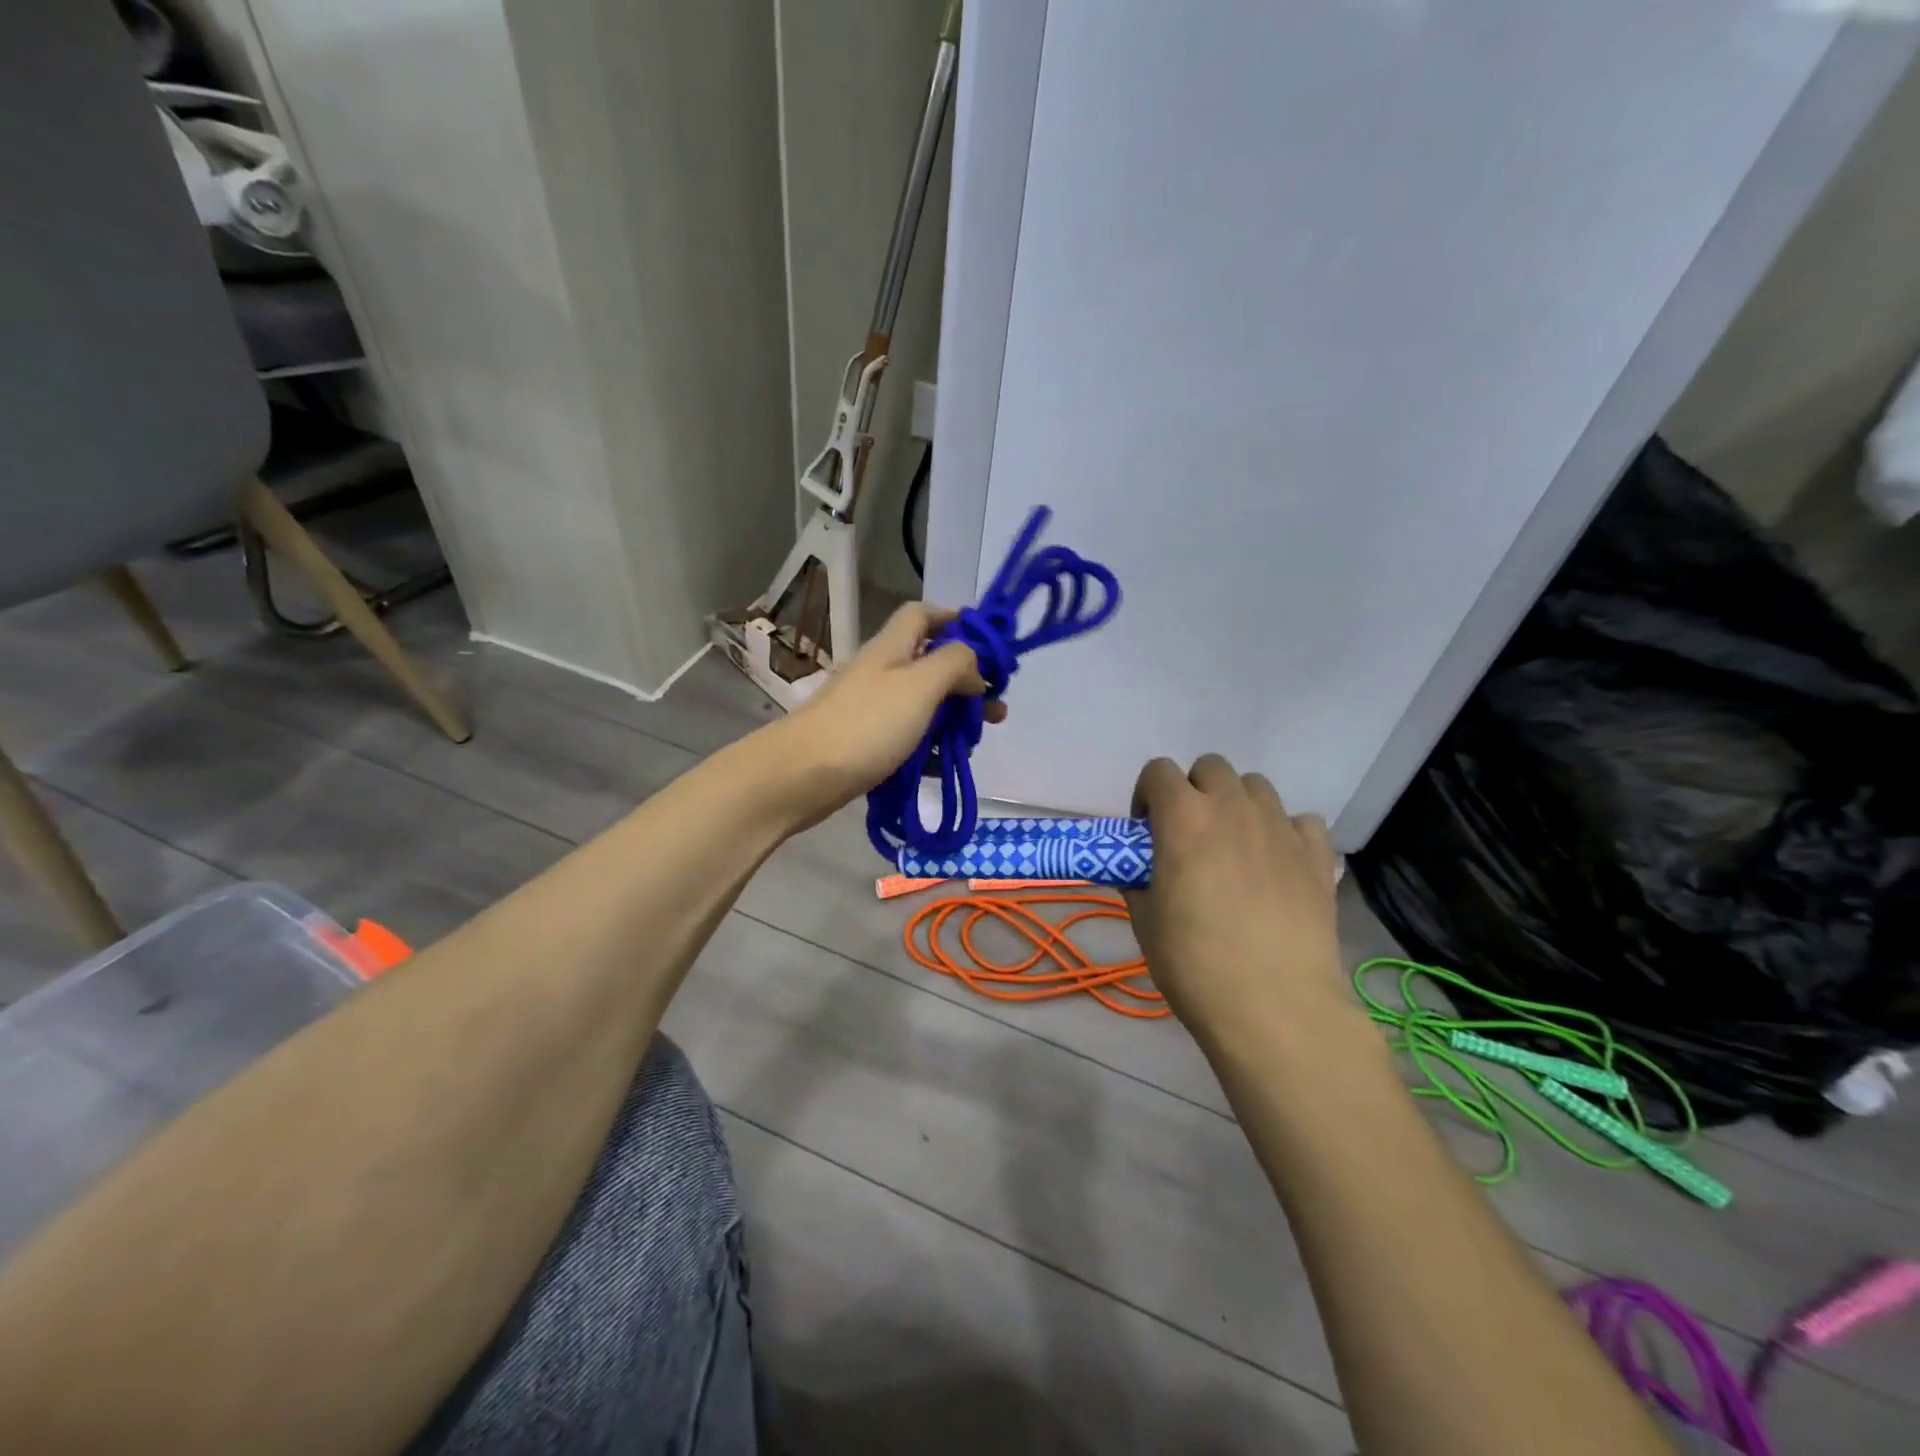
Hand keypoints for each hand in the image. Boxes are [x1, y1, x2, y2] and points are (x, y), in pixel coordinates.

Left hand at [774, 603, 1007, 824]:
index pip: (924, 615)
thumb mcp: (921, 684)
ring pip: (922, 705)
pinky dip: (929, 748)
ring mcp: (871, 709)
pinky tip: (944, 766)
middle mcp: (882, 672)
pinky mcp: (866, 743)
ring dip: (952, 718)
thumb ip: (955, 663)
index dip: (956, 621)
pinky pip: (907, 738)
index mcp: (892, 648)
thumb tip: (974, 667)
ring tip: (974, 741)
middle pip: (931, 664)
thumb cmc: (866, 724)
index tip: (989, 647)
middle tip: (995, 709)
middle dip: (967, 683)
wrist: (801, 776)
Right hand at [1126, 755, 1348, 1054]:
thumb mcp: (1145, 921)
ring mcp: (1280, 827)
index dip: (1147, 796)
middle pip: (1211, 767)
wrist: (1274, 1005)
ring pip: (1256, 786)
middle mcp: (1233, 807)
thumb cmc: (1194, 962)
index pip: (1158, 771)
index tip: (1147, 832)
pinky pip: (1300, 821)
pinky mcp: (1317, 855)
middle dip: (1195, 790)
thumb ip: (1136, 881)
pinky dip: (1285, 832)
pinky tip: (1278, 865)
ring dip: (1238, 804)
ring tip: (1235, 848)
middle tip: (1190, 836)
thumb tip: (1137, 871)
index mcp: (1183, 816)